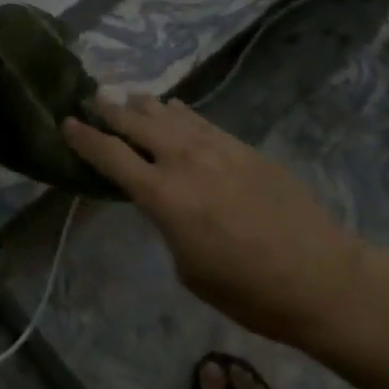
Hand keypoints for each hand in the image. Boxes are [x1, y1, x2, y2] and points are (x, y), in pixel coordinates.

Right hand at [62, 96, 363, 346]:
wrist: (321, 277)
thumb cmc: (248, 292)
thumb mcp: (188, 268)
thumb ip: (166, 223)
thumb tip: (162, 199)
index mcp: (163, 196)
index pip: (110, 156)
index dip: (84, 138)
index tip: (66, 121)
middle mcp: (182, 160)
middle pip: (135, 122)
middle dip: (109, 109)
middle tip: (92, 98)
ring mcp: (214, 147)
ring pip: (167, 113)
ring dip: (142, 104)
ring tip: (126, 96)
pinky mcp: (241, 146)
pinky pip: (199, 120)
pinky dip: (179, 112)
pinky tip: (171, 108)